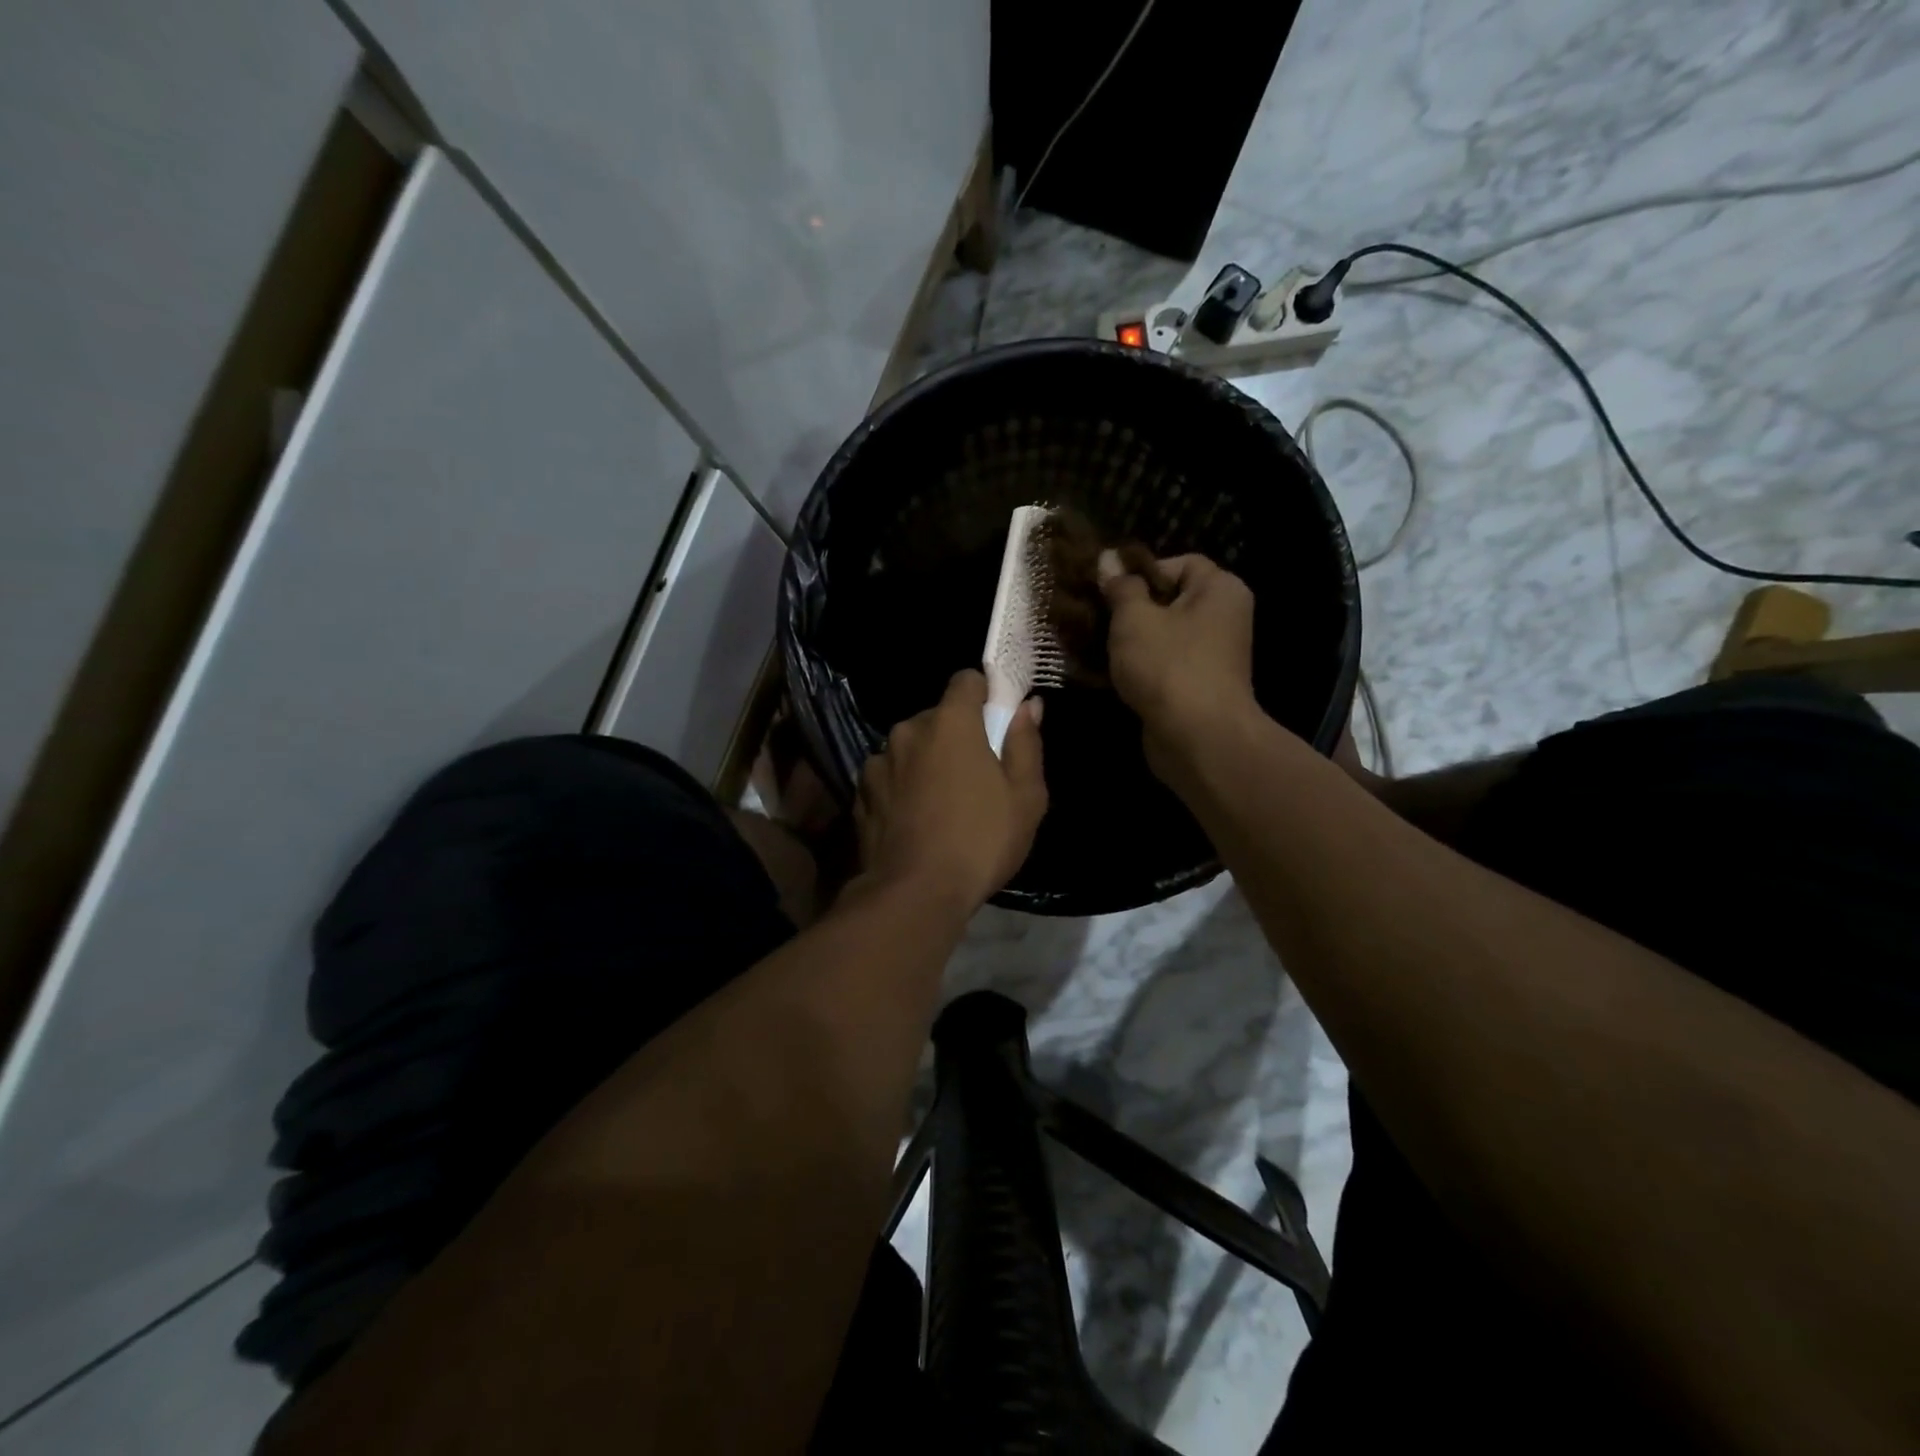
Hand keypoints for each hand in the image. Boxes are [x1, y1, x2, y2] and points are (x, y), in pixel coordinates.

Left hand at [855, 670, 1047, 911]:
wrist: (914, 894)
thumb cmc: (980, 841)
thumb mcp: (1025, 797)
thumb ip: (1026, 744)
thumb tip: (1028, 706)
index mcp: (950, 723)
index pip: (966, 680)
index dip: (984, 693)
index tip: (996, 719)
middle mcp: (908, 731)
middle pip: (937, 717)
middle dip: (955, 734)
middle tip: (975, 774)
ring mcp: (878, 762)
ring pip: (909, 748)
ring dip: (925, 761)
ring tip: (941, 803)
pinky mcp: (859, 794)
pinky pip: (888, 777)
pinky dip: (901, 787)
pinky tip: (914, 820)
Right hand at [1099, 551, 1260, 770]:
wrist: (1197, 738)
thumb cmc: (1168, 666)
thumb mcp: (1134, 618)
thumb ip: (1120, 587)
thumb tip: (1109, 559)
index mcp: (1220, 590)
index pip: (1179, 563)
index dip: (1141, 571)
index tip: (1108, 588)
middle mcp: (1223, 618)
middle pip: (1170, 600)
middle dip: (1131, 607)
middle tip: (1094, 614)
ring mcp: (1211, 656)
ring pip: (1163, 635)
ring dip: (1130, 640)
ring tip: (1095, 642)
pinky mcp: (1195, 686)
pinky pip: (1163, 664)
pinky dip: (1139, 666)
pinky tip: (1108, 672)